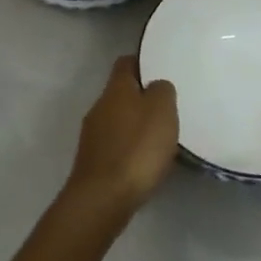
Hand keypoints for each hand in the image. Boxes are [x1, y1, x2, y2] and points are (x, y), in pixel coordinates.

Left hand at [56, 56, 178, 232]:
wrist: (103, 198)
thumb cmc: (137, 148)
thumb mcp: (162, 110)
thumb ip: (162, 91)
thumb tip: (156, 86)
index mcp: (115, 89)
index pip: (126, 63)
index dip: (144, 62)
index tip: (162, 68)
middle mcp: (99, 107)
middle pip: (121, 93)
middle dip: (142, 97)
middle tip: (168, 106)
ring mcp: (93, 136)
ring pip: (118, 119)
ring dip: (136, 124)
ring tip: (160, 135)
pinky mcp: (93, 161)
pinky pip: (115, 144)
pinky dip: (130, 147)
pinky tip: (145, 159)